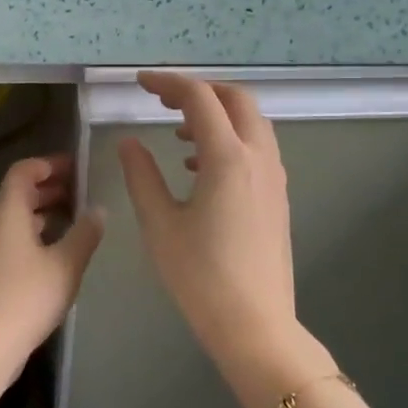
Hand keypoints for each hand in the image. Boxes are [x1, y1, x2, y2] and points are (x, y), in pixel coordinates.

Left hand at [0, 155, 104, 407]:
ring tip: (77, 218)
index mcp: (8, 213)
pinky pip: (15, 239)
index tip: (76, 167)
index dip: (48, 164)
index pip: (22, 172)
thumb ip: (85, 233)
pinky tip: (60, 250)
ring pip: (17, 218)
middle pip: (18, 194)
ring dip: (45, 212)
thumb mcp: (66, 264)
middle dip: (50, 187)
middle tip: (83, 190)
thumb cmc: (27, 297)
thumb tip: (98, 210)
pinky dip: (37, 234)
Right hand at [117, 73, 333, 407]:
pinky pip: (257, 148)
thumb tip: (130, 142)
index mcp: (228, 158)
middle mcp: (259, 157)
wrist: (253, 323)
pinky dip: (229, 140)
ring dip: (217, 115)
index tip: (140, 83)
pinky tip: (199, 169)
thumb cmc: (199, 275)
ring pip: (251, 123)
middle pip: (236, 100)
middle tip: (163, 100)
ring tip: (179, 135)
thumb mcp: (159, 223)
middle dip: (199, 91)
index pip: (199, 99)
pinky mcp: (277, 197)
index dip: (168, 83)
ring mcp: (274, 177)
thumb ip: (142, 175)